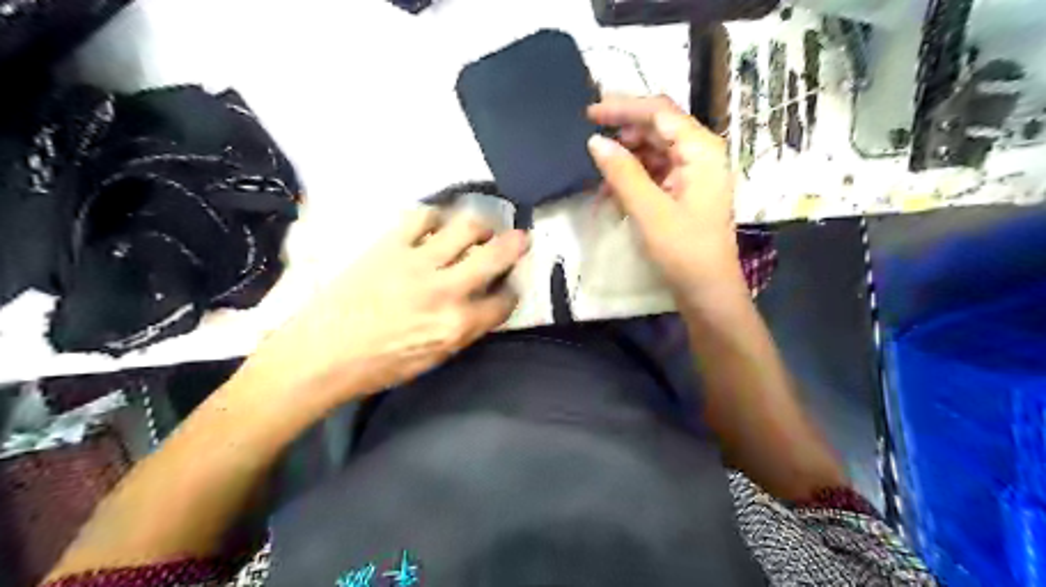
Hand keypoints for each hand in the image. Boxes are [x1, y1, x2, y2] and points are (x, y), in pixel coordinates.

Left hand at [242, 209, 526, 410]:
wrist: (320, 355)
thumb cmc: (378, 367)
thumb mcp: (433, 359)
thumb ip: (463, 330)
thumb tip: (480, 307)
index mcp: (457, 325)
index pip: (503, 302)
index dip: (511, 293)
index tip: (509, 287)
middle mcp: (446, 289)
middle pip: (495, 255)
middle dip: (515, 244)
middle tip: (520, 237)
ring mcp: (417, 262)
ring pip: (465, 227)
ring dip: (479, 225)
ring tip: (478, 228)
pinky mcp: (389, 245)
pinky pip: (420, 217)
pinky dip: (434, 216)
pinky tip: (435, 224)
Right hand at [587, 97, 743, 297]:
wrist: (707, 289)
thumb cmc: (683, 250)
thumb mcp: (648, 210)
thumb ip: (622, 173)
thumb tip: (595, 141)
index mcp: (700, 149)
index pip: (659, 112)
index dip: (623, 108)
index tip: (590, 112)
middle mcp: (701, 153)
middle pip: (658, 128)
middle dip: (623, 134)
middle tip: (591, 144)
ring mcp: (694, 172)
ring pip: (654, 151)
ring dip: (626, 160)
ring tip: (599, 177)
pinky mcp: (685, 190)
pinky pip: (655, 172)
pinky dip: (633, 178)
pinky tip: (613, 193)